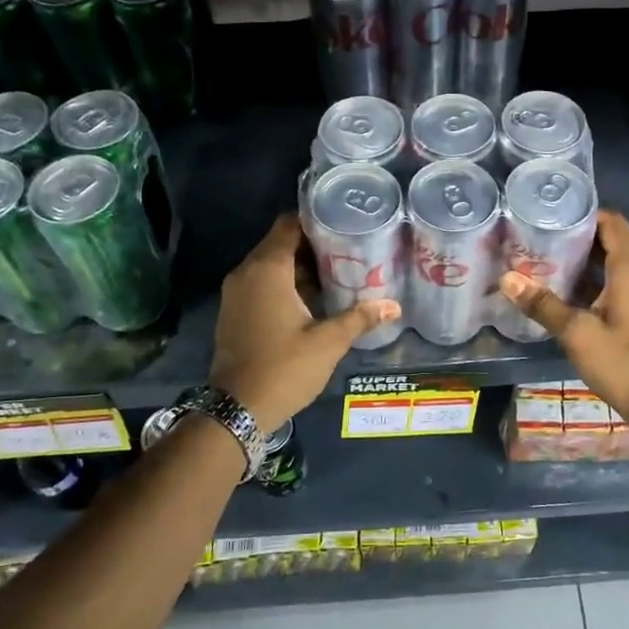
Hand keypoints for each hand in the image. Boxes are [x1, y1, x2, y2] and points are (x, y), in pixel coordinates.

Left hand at [208, 213, 400, 432]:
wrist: (237, 409)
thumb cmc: (284, 368)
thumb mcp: (328, 343)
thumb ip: (359, 318)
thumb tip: (394, 306)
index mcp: (267, 270)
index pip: (289, 225)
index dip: (315, 219)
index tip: (343, 221)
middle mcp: (246, 273)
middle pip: (280, 242)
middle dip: (312, 243)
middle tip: (349, 246)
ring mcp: (236, 293)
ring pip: (270, 265)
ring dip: (299, 265)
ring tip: (337, 270)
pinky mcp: (234, 311)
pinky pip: (261, 283)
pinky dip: (284, 283)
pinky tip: (313, 297)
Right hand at [499, 211, 628, 441]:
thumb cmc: (621, 361)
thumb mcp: (576, 332)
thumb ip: (542, 304)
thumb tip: (507, 279)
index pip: (611, 222)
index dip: (584, 212)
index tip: (552, 211)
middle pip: (610, 238)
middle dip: (578, 233)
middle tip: (540, 232)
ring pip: (612, 261)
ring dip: (584, 256)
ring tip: (545, 254)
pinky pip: (615, 280)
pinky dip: (592, 277)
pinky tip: (563, 286)